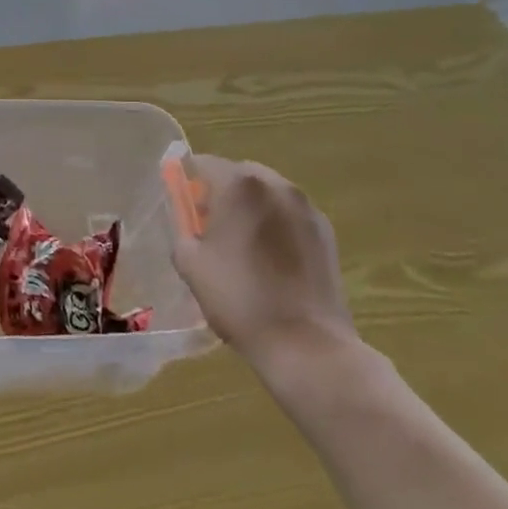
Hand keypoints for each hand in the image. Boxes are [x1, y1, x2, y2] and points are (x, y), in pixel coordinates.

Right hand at [171, 155, 357, 361]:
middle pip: (238, 174)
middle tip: (210, 227)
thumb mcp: (190, 263)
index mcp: (239, 185)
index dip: (187, 182)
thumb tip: (188, 221)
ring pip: (267, 193)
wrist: (306, 344)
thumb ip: (182, 229)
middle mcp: (275, 184)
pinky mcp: (326, 231)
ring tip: (244, 246)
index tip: (183, 206)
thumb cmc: (239, 298)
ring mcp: (305, 206)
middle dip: (222, 193)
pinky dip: (276, 225)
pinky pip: (290, 214)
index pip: (202, 164)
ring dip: (251, 207)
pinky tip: (272, 260)